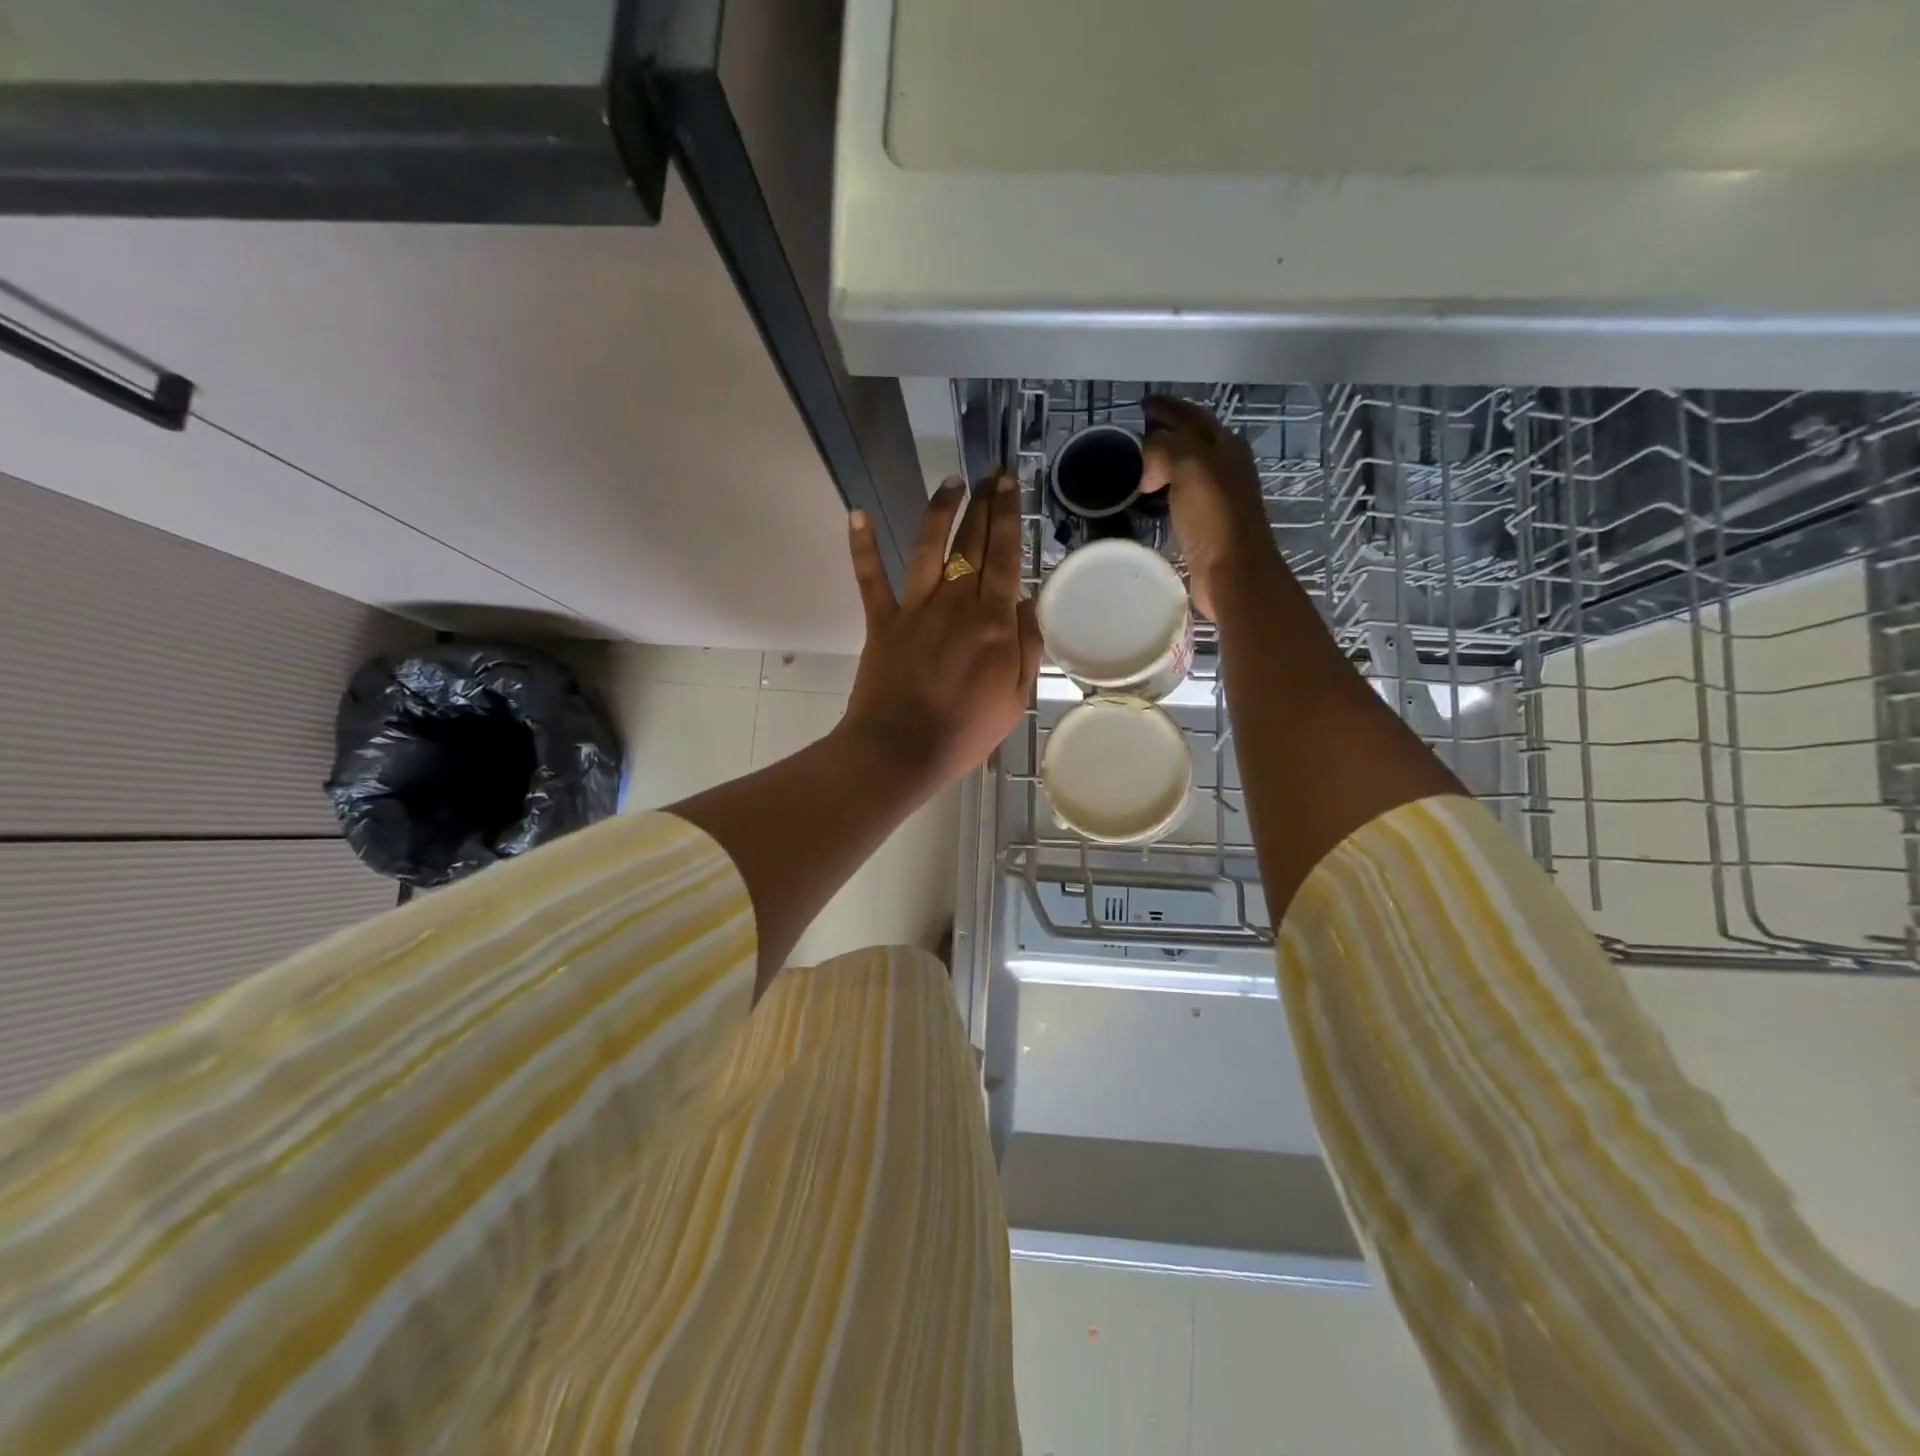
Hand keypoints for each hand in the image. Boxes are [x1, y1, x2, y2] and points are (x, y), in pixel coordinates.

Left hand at [840, 476, 1040, 785]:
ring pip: (929, 546)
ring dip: (940, 510)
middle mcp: (955, 601)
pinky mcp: (882, 620)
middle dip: (984, 503)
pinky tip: (857, 513)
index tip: (1011, 486)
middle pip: (972, 542)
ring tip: (951, 483)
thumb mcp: (1016, 697)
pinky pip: (870, 577)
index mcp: (992, 620)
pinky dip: (862, 545)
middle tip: (992, 475)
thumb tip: (1026, 602)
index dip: (1009, 517)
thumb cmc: (966, 731)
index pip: (1005, 556)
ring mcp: (915, 607)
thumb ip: (1026, 646)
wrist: (902, 749)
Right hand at [1139, 395, 1281, 618]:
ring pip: (1186, 468)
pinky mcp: (1206, 525)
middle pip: (1192, 440)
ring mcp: (1217, 497)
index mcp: (1225, 447)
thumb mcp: (1190, 466)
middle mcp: (1225, 467)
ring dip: (1163, 461)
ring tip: (1136, 463)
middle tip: (1135, 432)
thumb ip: (1165, 449)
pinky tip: (1149, 497)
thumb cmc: (1214, 517)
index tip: (1141, 405)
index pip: (1192, 416)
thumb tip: (1146, 463)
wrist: (1232, 571)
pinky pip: (1180, 496)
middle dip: (1166, 431)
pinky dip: (1163, 489)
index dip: (1167, 407)